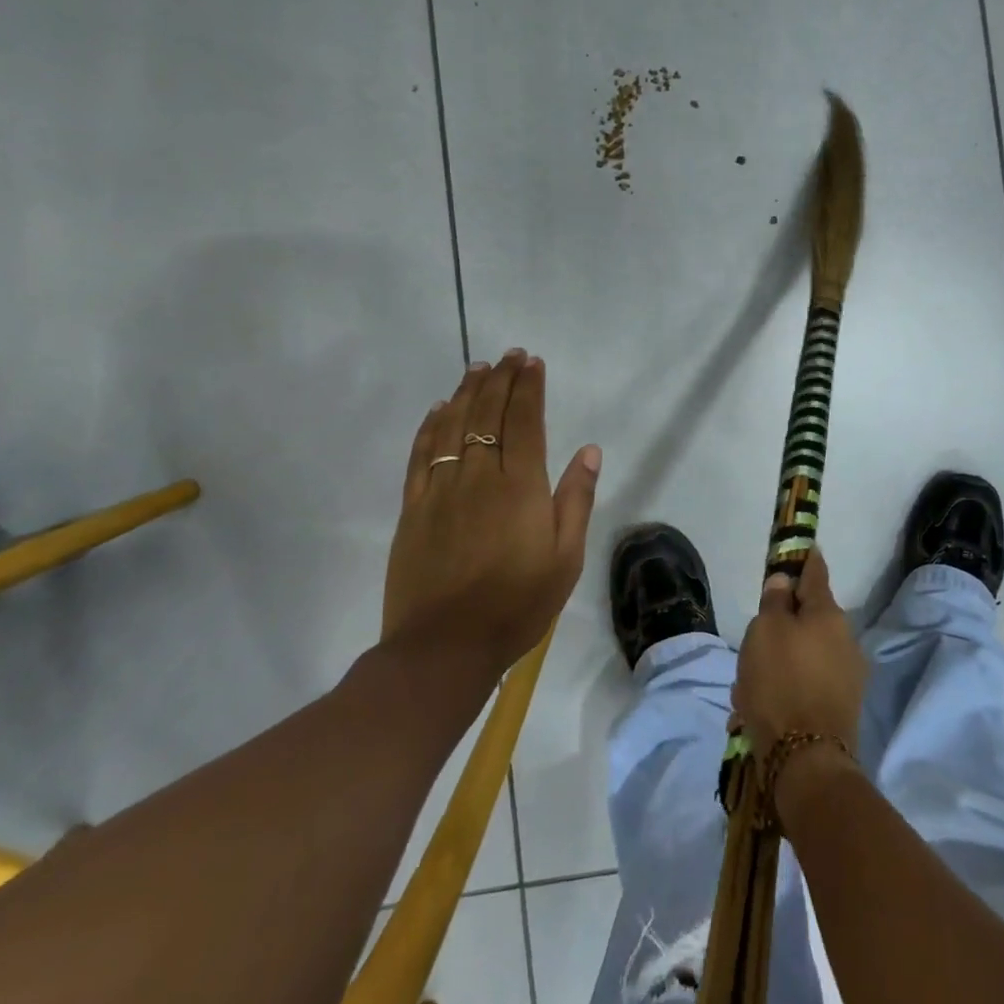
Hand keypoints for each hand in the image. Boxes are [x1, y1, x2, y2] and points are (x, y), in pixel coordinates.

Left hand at [383, 350, 600, 685]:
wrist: (444, 648)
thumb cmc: (517, 605)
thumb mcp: (565, 559)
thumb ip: (576, 499)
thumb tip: (589, 451)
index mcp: (520, 487)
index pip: (525, 421)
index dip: (529, 388)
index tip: (532, 363)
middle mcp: (479, 476)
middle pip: (488, 414)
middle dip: (501, 379)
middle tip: (509, 355)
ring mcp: (441, 489)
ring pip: (454, 425)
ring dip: (468, 392)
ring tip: (478, 367)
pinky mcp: (414, 508)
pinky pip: (422, 454)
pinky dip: (431, 426)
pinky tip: (439, 408)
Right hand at [732, 550, 866, 762]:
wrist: (806, 763)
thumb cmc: (781, 683)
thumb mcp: (764, 631)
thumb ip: (774, 602)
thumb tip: (784, 584)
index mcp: (828, 615)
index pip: (815, 572)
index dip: (804, 558)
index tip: (800, 547)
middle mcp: (844, 641)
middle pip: (807, 619)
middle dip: (779, 626)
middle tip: (751, 641)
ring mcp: (846, 677)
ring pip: (801, 656)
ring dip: (776, 664)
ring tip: (745, 687)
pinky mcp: (839, 709)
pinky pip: (803, 687)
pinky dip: (782, 692)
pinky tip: (755, 711)